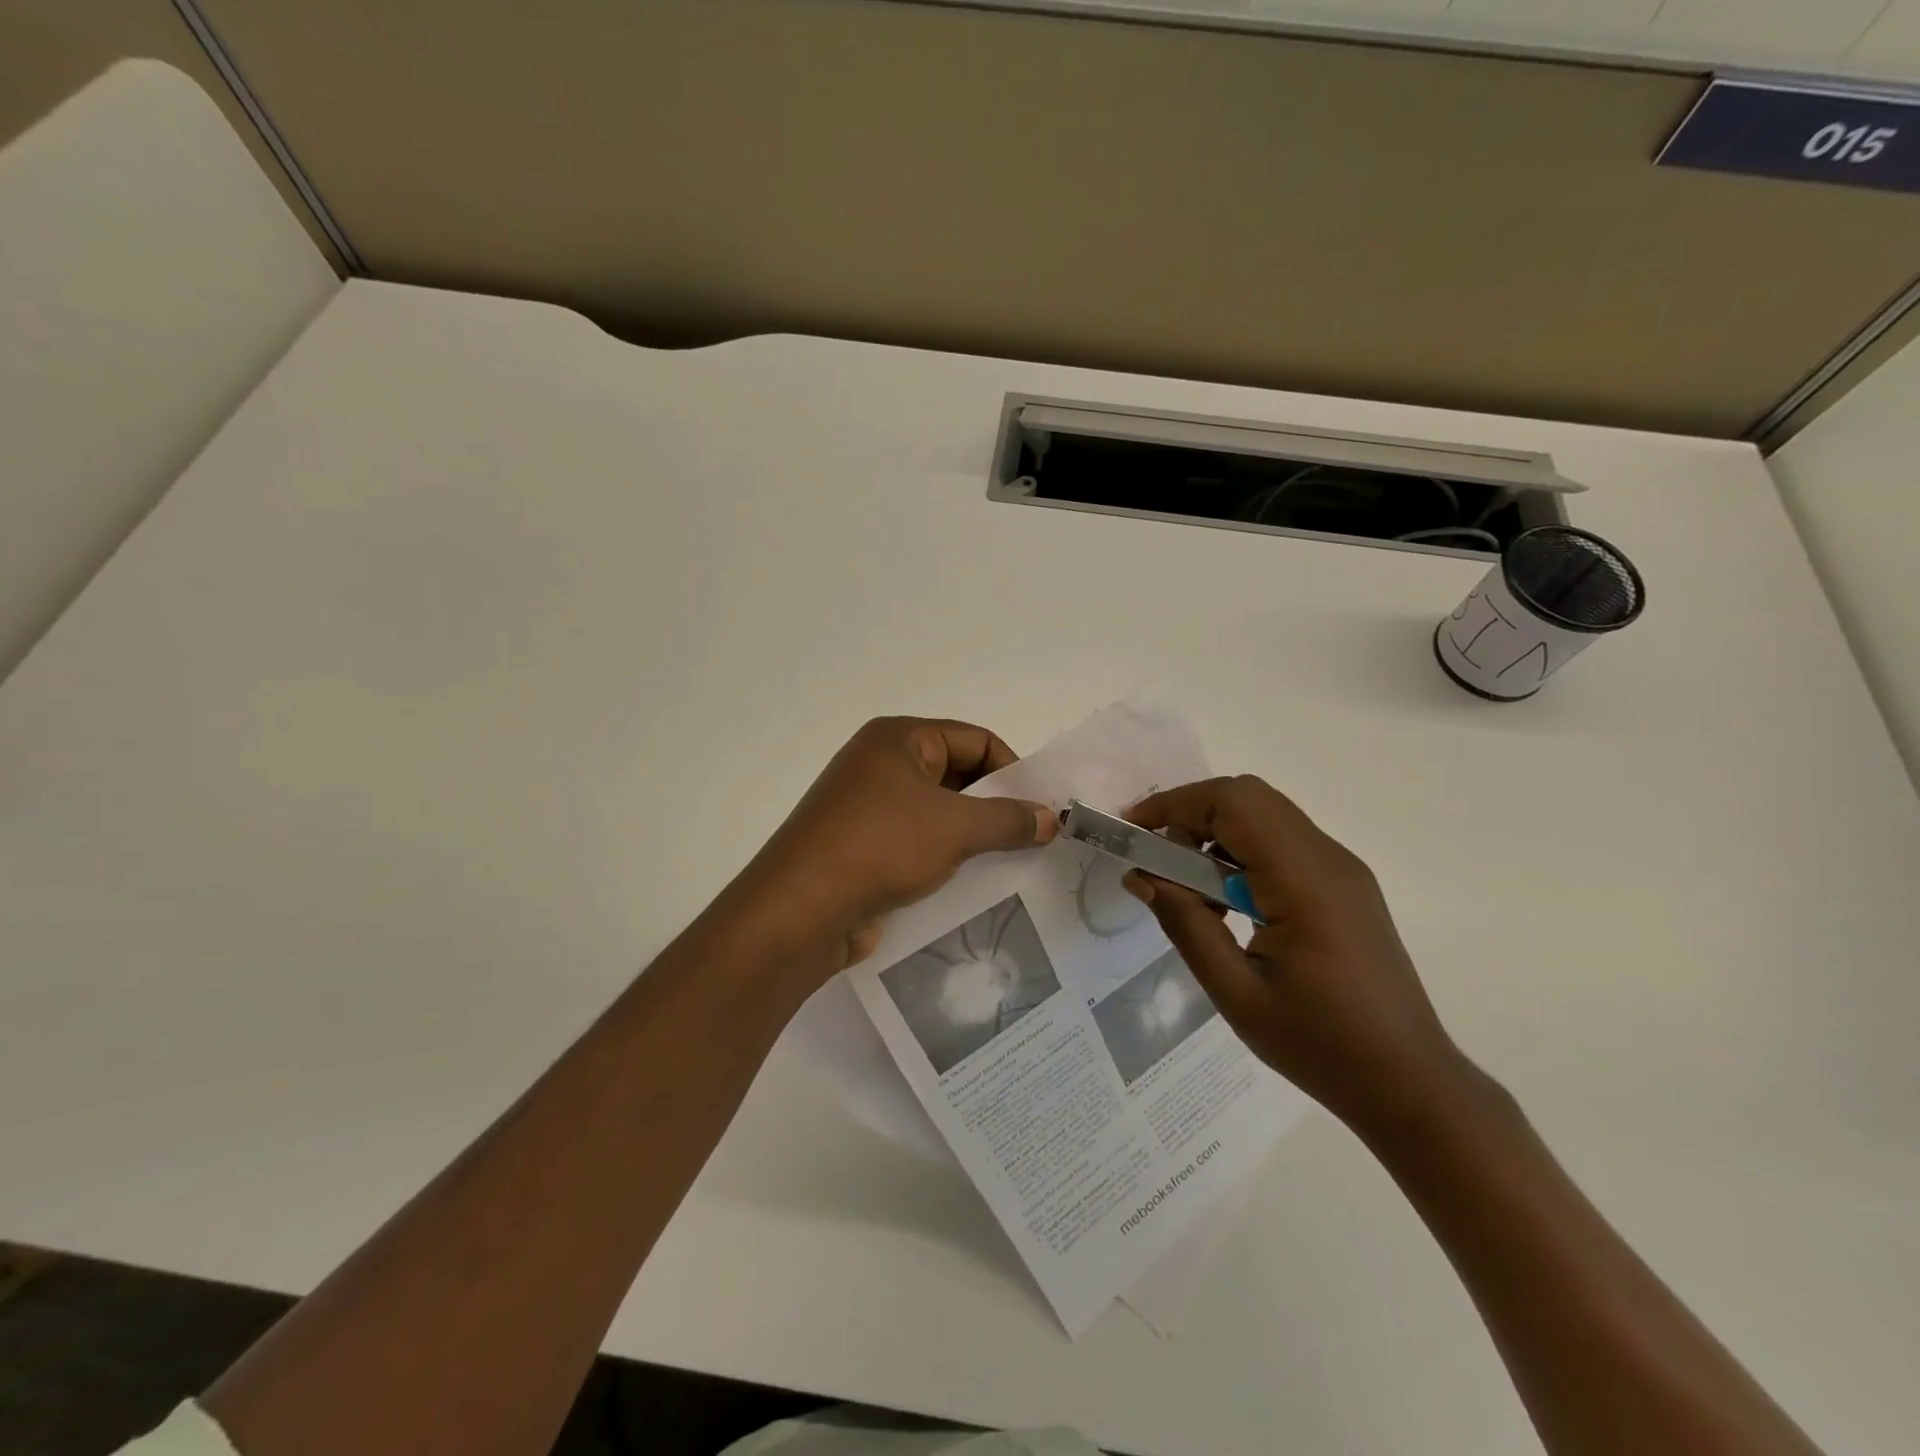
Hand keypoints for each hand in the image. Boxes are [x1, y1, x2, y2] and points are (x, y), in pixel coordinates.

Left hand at [724, 717, 1056, 975]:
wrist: (800, 909)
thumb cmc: (881, 846)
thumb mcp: (955, 828)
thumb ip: (1008, 819)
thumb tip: (1051, 818)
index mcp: (899, 739)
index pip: (974, 739)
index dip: (1012, 770)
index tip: (1039, 808)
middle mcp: (880, 764)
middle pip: (956, 774)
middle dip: (994, 806)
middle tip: (1032, 838)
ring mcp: (867, 806)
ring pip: (936, 813)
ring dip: (971, 836)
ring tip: (1008, 865)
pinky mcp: (860, 846)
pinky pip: (915, 842)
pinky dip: (943, 858)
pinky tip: (969, 885)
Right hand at [1124, 775, 1466, 1134]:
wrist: (1409, 1083)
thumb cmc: (1320, 1046)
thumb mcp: (1236, 994)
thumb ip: (1186, 924)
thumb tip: (1140, 875)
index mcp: (1304, 882)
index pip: (1233, 804)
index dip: (1175, 805)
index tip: (1133, 831)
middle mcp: (1328, 858)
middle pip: (1249, 798)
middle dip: (1191, 814)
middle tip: (1156, 858)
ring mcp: (1342, 869)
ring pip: (1265, 815)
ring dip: (1216, 833)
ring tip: (1188, 888)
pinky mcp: (1345, 884)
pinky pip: (1282, 842)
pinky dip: (1241, 852)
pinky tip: (1228, 902)